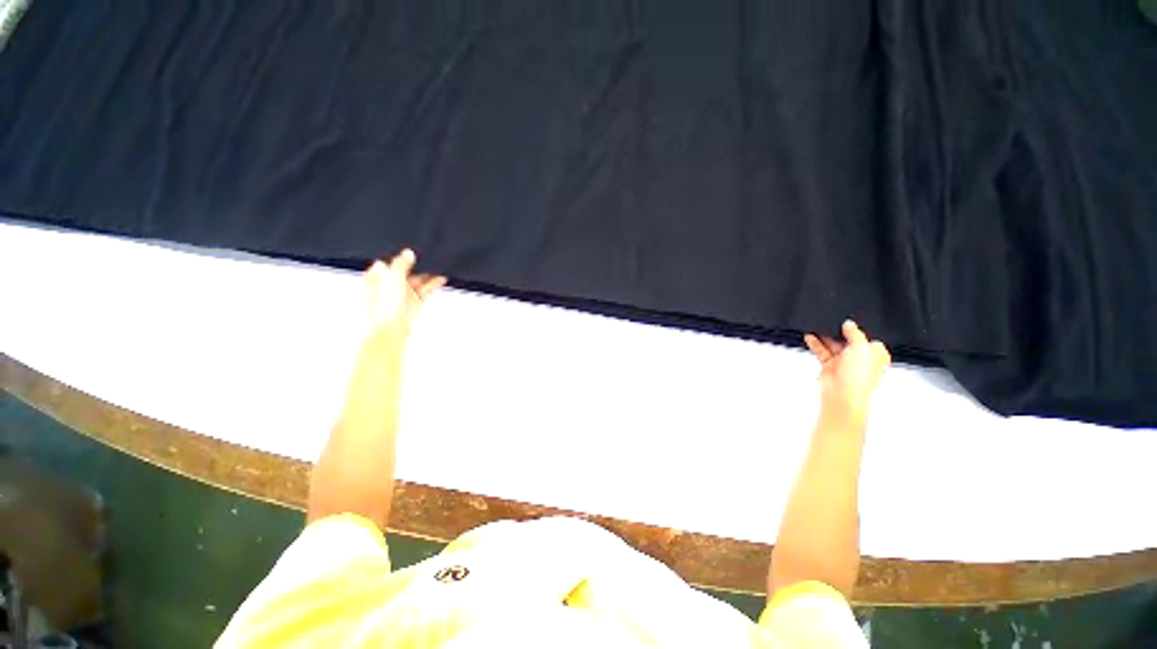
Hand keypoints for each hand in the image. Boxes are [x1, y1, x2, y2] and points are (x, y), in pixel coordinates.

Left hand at [363, 249, 445, 340]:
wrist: (392, 329)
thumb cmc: (384, 308)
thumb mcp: (392, 278)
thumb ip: (401, 264)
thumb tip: (408, 253)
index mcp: (377, 277)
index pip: (389, 261)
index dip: (399, 256)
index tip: (410, 248)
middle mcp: (390, 285)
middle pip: (406, 270)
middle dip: (416, 264)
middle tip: (427, 254)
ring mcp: (404, 293)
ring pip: (418, 279)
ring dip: (428, 273)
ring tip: (439, 264)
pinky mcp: (416, 301)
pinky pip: (427, 289)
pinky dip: (434, 283)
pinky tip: (441, 277)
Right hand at [804, 320, 890, 425]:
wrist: (842, 395)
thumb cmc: (859, 376)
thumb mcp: (862, 348)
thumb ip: (855, 333)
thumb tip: (849, 324)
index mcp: (876, 355)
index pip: (868, 338)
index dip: (859, 330)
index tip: (848, 321)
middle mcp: (861, 359)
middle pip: (849, 341)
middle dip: (840, 332)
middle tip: (831, 321)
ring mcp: (843, 363)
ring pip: (834, 345)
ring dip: (825, 337)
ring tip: (817, 325)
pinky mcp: (829, 366)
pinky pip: (822, 351)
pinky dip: (815, 344)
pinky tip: (810, 336)